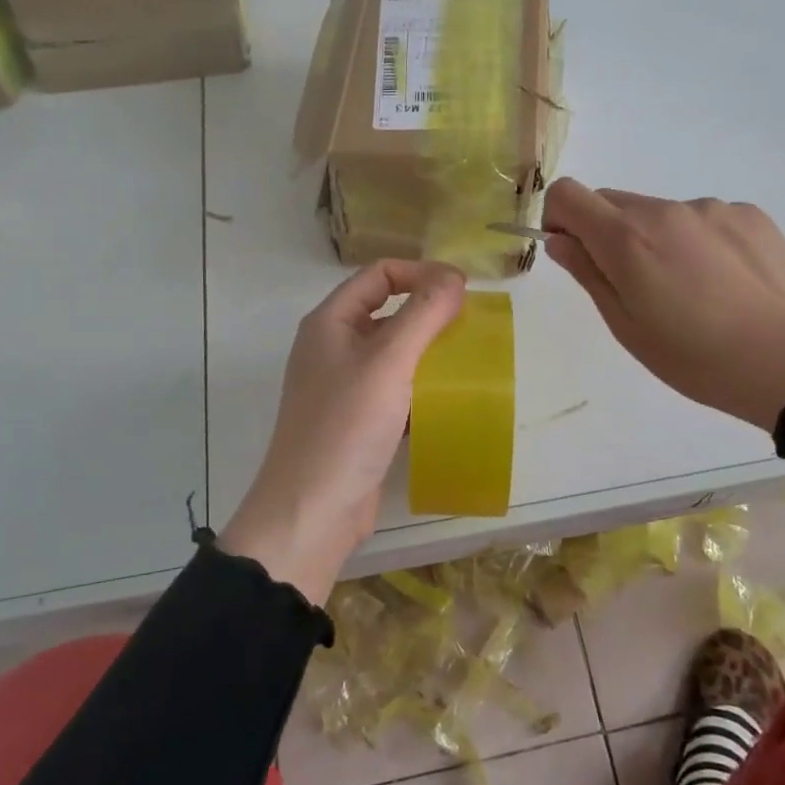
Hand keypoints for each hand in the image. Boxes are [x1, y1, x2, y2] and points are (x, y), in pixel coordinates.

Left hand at [221, 260, 466, 602]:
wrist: (312, 511)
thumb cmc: (346, 426)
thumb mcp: (389, 361)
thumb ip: (423, 314)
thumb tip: (454, 277)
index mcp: (331, 322)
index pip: (379, 274)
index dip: (421, 272)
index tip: (463, 291)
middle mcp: (334, 347)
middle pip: (388, 310)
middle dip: (430, 312)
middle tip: (472, 325)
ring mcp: (344, 386)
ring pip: (395, 353)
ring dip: (430, 352)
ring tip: (470, 360)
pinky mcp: (359, 421)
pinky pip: (396, 389)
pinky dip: (422, 388)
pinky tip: (451, 400)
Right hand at [541, 179, 784, 433]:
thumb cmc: (696, 358)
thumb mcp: (626, 327)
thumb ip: (588, 273)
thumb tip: (560, 240)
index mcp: (627, 238)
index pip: (568, 193)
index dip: (559, 217)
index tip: (575, 251)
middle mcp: (666, 210)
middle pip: (613, 201)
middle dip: (607, 233)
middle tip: (635, 284)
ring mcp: (712, 208)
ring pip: (660, 213)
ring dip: (656, 238)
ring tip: (690, 290)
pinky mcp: (749, 214)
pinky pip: (703, 219)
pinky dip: (698, 241)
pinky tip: (723, 282)